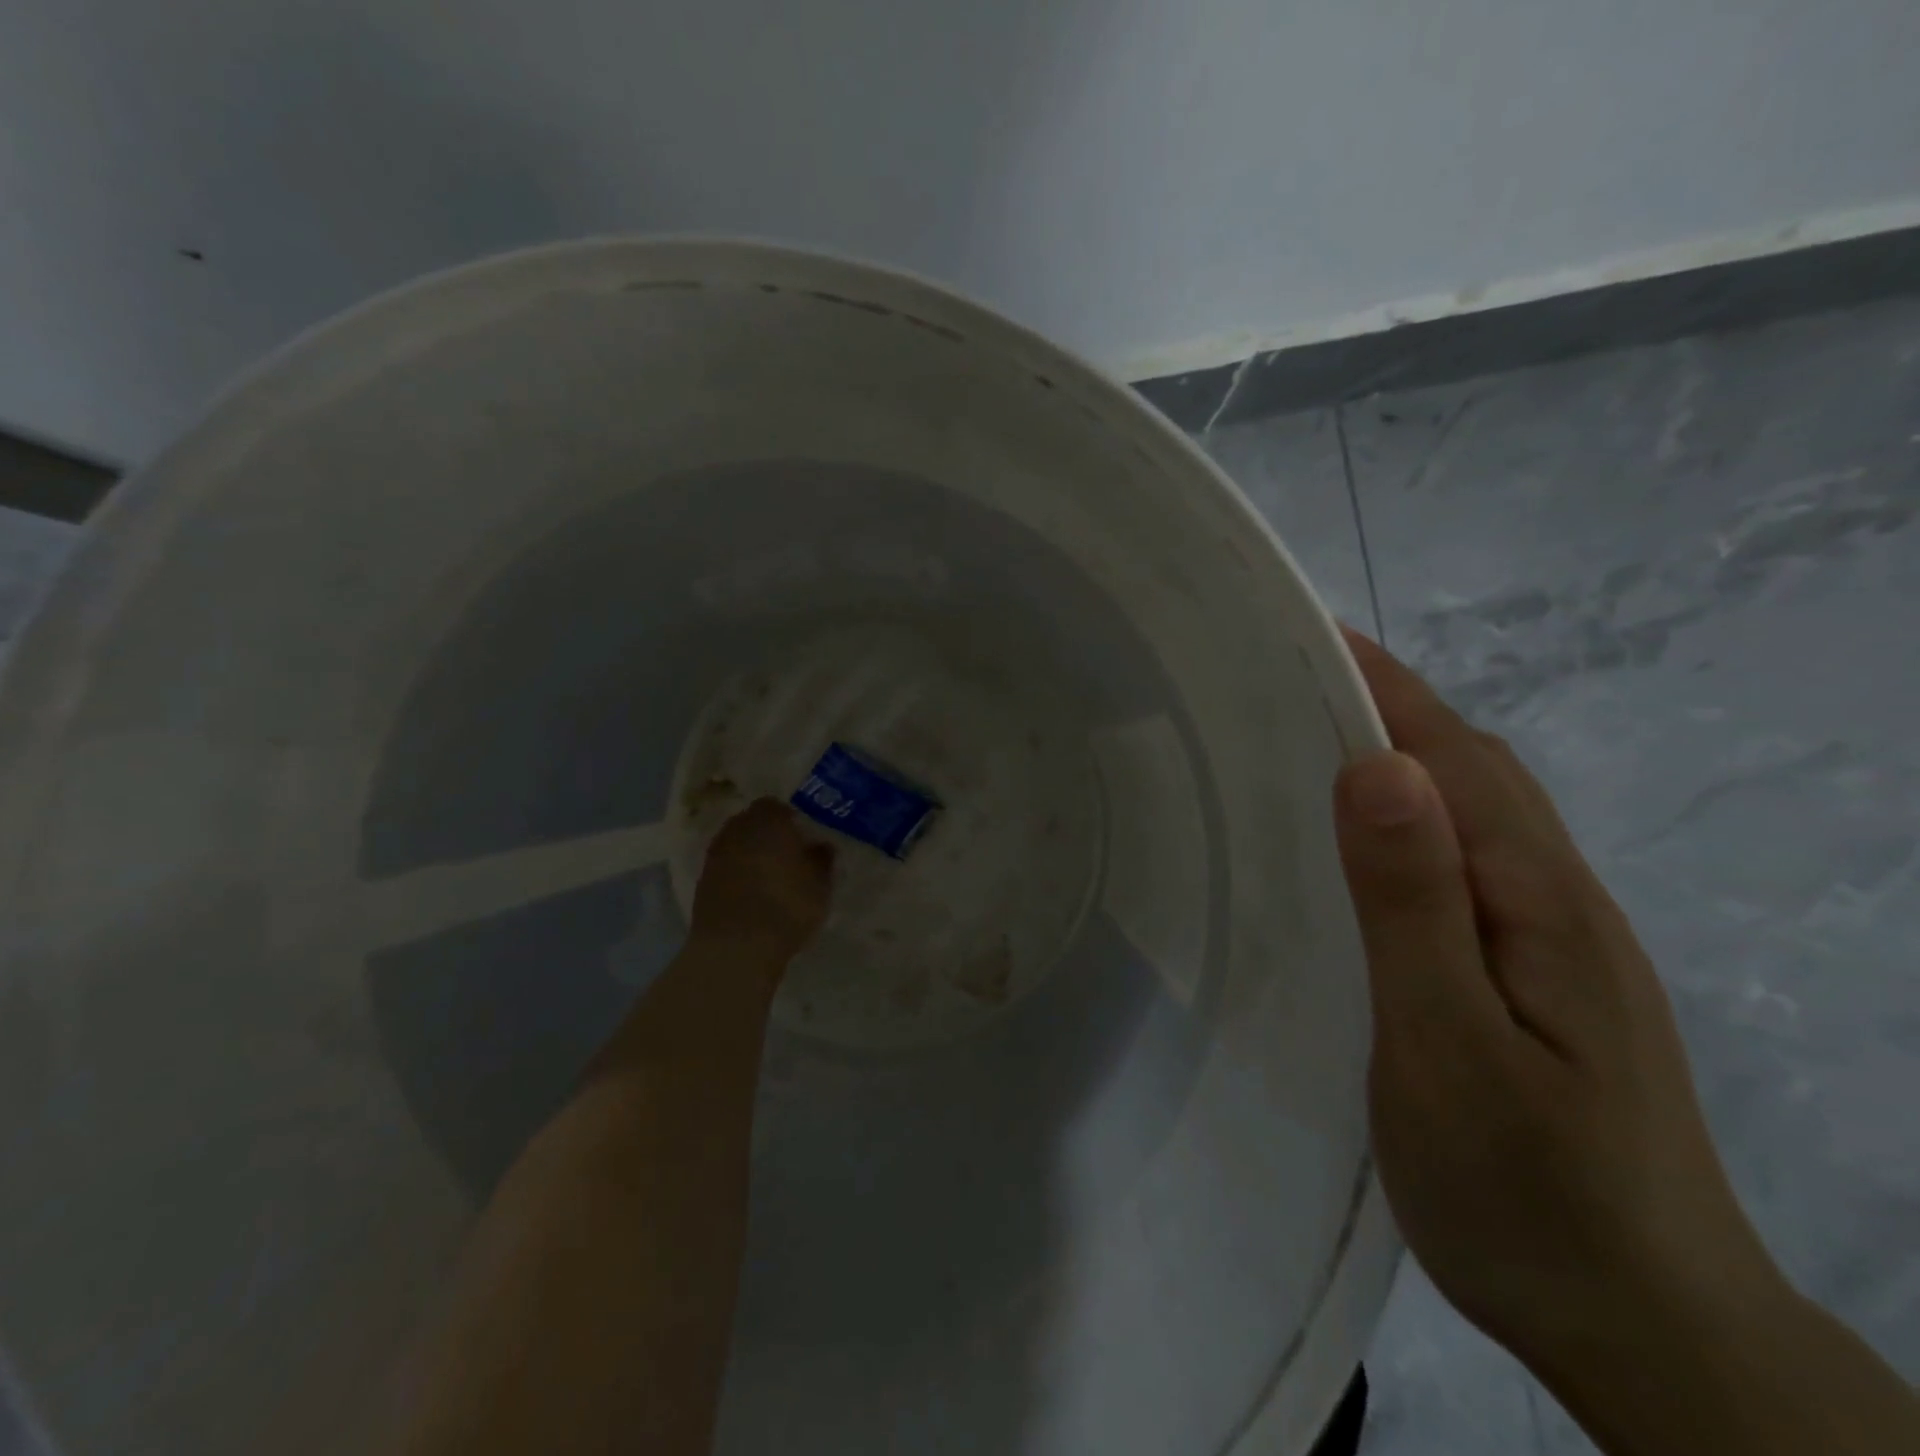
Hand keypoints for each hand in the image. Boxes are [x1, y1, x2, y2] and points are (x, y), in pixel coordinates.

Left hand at [690, 798, 833, 960]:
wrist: (735, 948)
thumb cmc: (786, 906)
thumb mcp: (820, 884)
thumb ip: (822, 859)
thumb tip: (821, 845)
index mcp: (767, 820)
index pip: (777, 805)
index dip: (791, 818)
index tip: (804, 835)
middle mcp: (737, 829)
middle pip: (753, 822)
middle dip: (769, 834)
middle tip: (789, 853)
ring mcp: (715, 855)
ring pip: (738, 845)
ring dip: (752, 854)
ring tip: (772, 875)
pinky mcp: (702, 881)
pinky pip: (727, 868)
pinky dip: (738, 874)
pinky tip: (753, 893)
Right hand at [1333, 629, 1780, 1366]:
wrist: (1648, 1331)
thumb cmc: (1529, 1190)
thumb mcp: (1449, 1046)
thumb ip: (1413, 905)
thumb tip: (1379, 769)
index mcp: (1536, 898)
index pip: (1454, 754)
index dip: (1382, 686)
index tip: (1306, 637)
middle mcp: (1555, 896)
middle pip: (1472, 767)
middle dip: (1386, 704)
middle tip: (1287, 682)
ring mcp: (1553, 936)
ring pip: (1473, 810)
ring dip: (1402, 754)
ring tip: (1311, 740)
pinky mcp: (1536, 971)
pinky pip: (1467, 858)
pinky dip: (1413, 816)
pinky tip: (1367, 844)